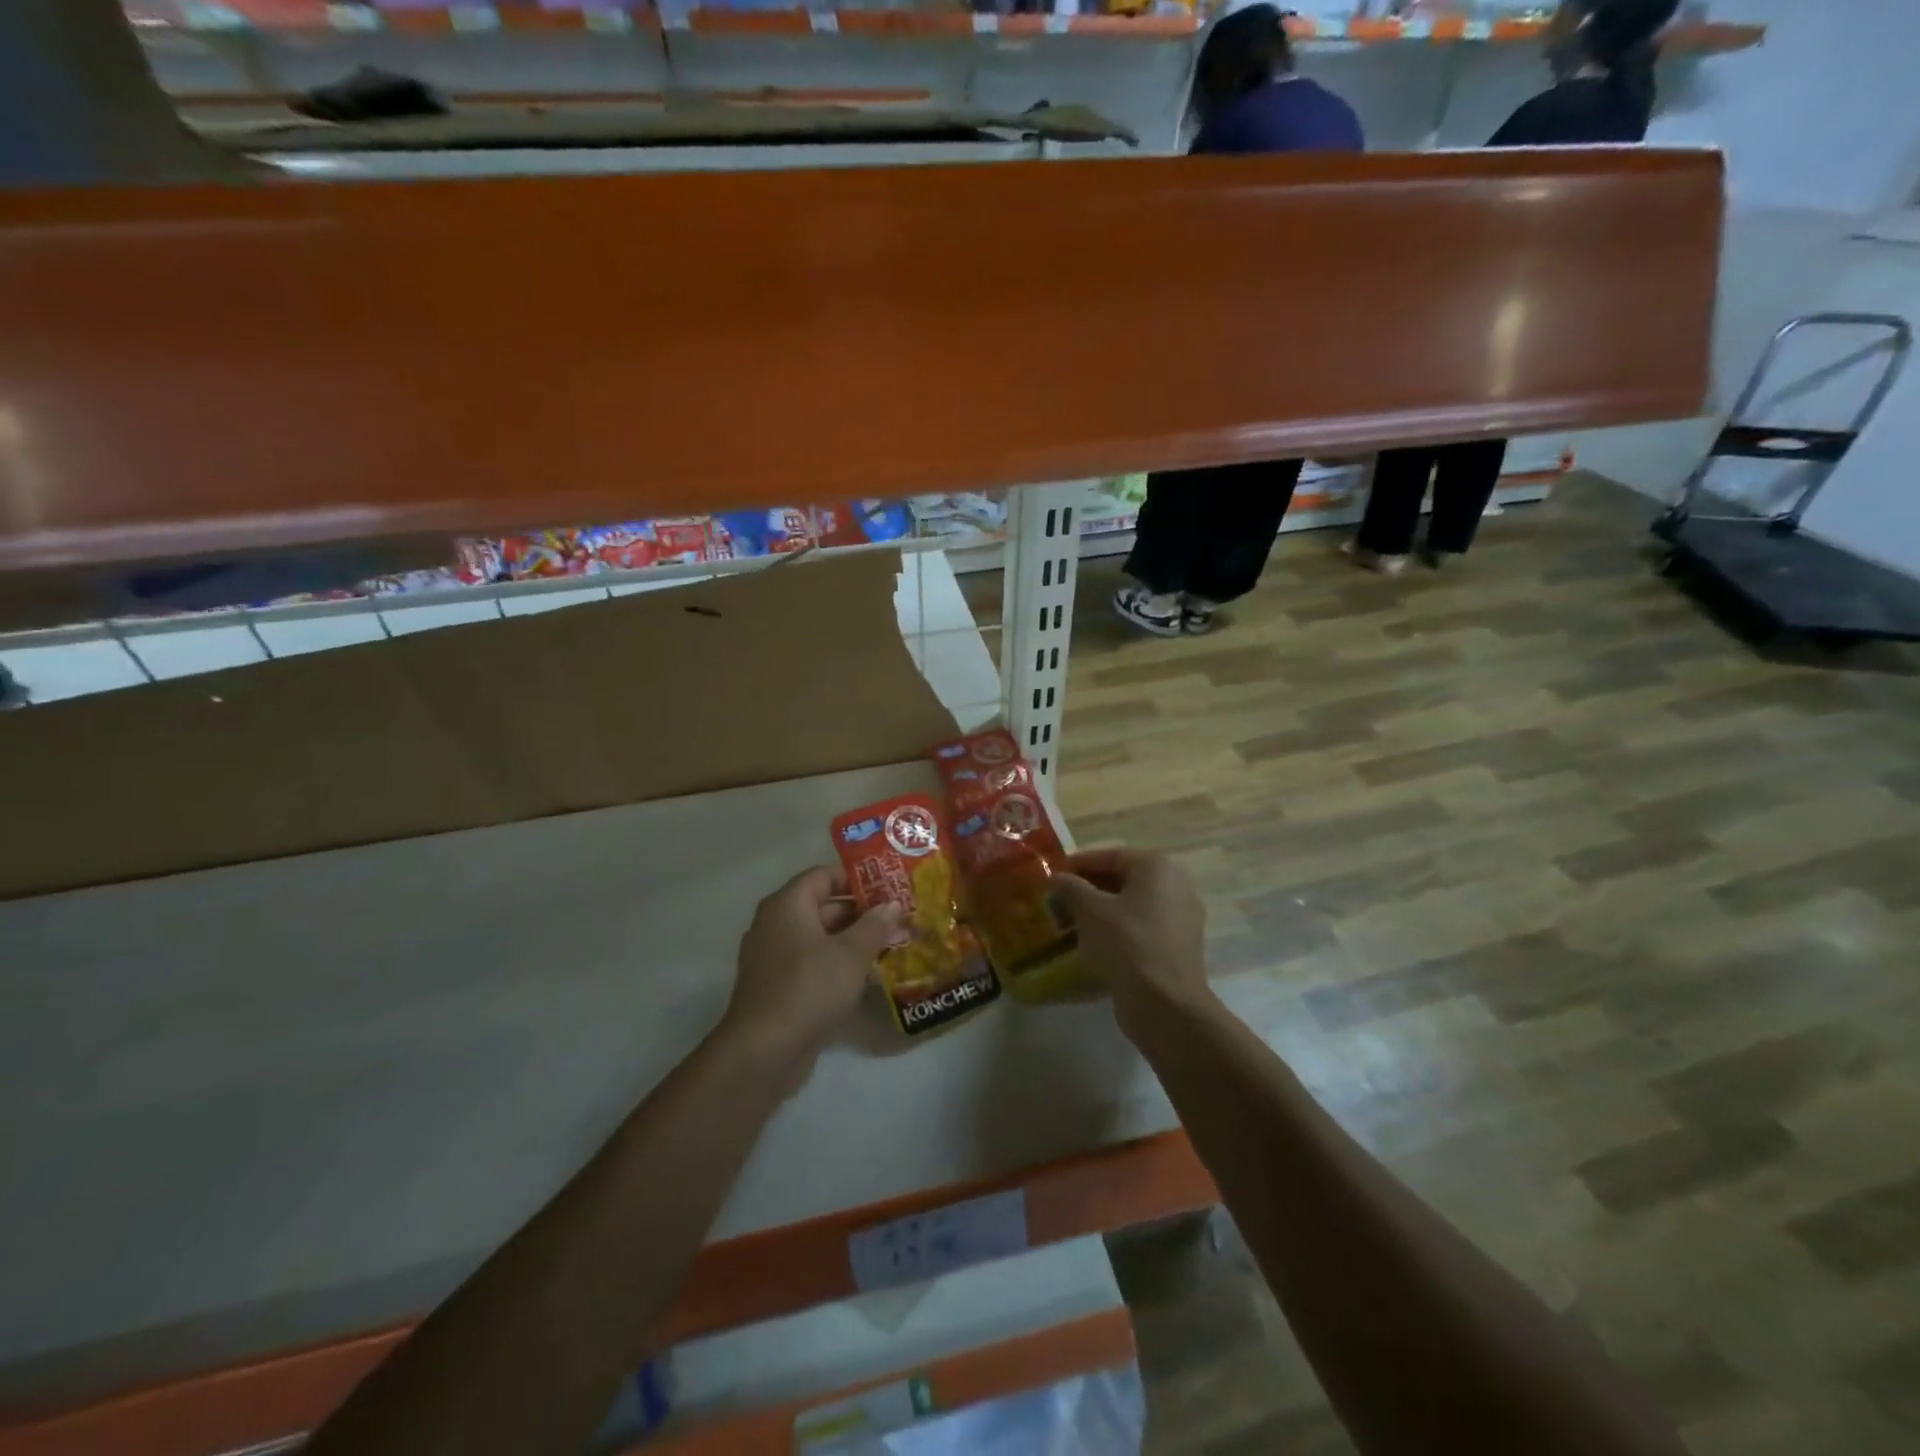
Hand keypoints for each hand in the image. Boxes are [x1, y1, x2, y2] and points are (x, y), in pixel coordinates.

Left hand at [722, 866, 905, 1075]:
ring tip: (892, 946)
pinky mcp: (778, 987)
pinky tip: (868, 977)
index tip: (889, 887)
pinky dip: (837, 964)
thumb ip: (874, 925)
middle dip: (862, 913)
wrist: (764, 1051)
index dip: (857, 878)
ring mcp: (773, 957)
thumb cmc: (809, 988)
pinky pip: (812, 963)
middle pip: (823, 906)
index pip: (824, 875)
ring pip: (820, 938)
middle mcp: (775, 924)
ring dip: (853, 941)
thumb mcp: (851, 954)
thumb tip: (892, 903)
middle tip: (899, 919)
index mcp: (787, 904)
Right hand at [1050, 848, 1213, 1035]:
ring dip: (1101, 910)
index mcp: (1157, 866)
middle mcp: (1176, 884)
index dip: (1077, 864)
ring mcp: (1181, 916)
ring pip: (1132, 904)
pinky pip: (1142, 926)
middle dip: (1088, 888)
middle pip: (1122, 878)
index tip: (1052, 874)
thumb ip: (1071, 887)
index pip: (1109, 855)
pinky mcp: (1178, 945)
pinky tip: (1094, 942)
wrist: (1165, 1004)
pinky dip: (1118, 929)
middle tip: (1058, 900)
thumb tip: (1056, 877)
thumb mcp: (1090, 910)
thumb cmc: (1126, 943)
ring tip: (1070, 921)